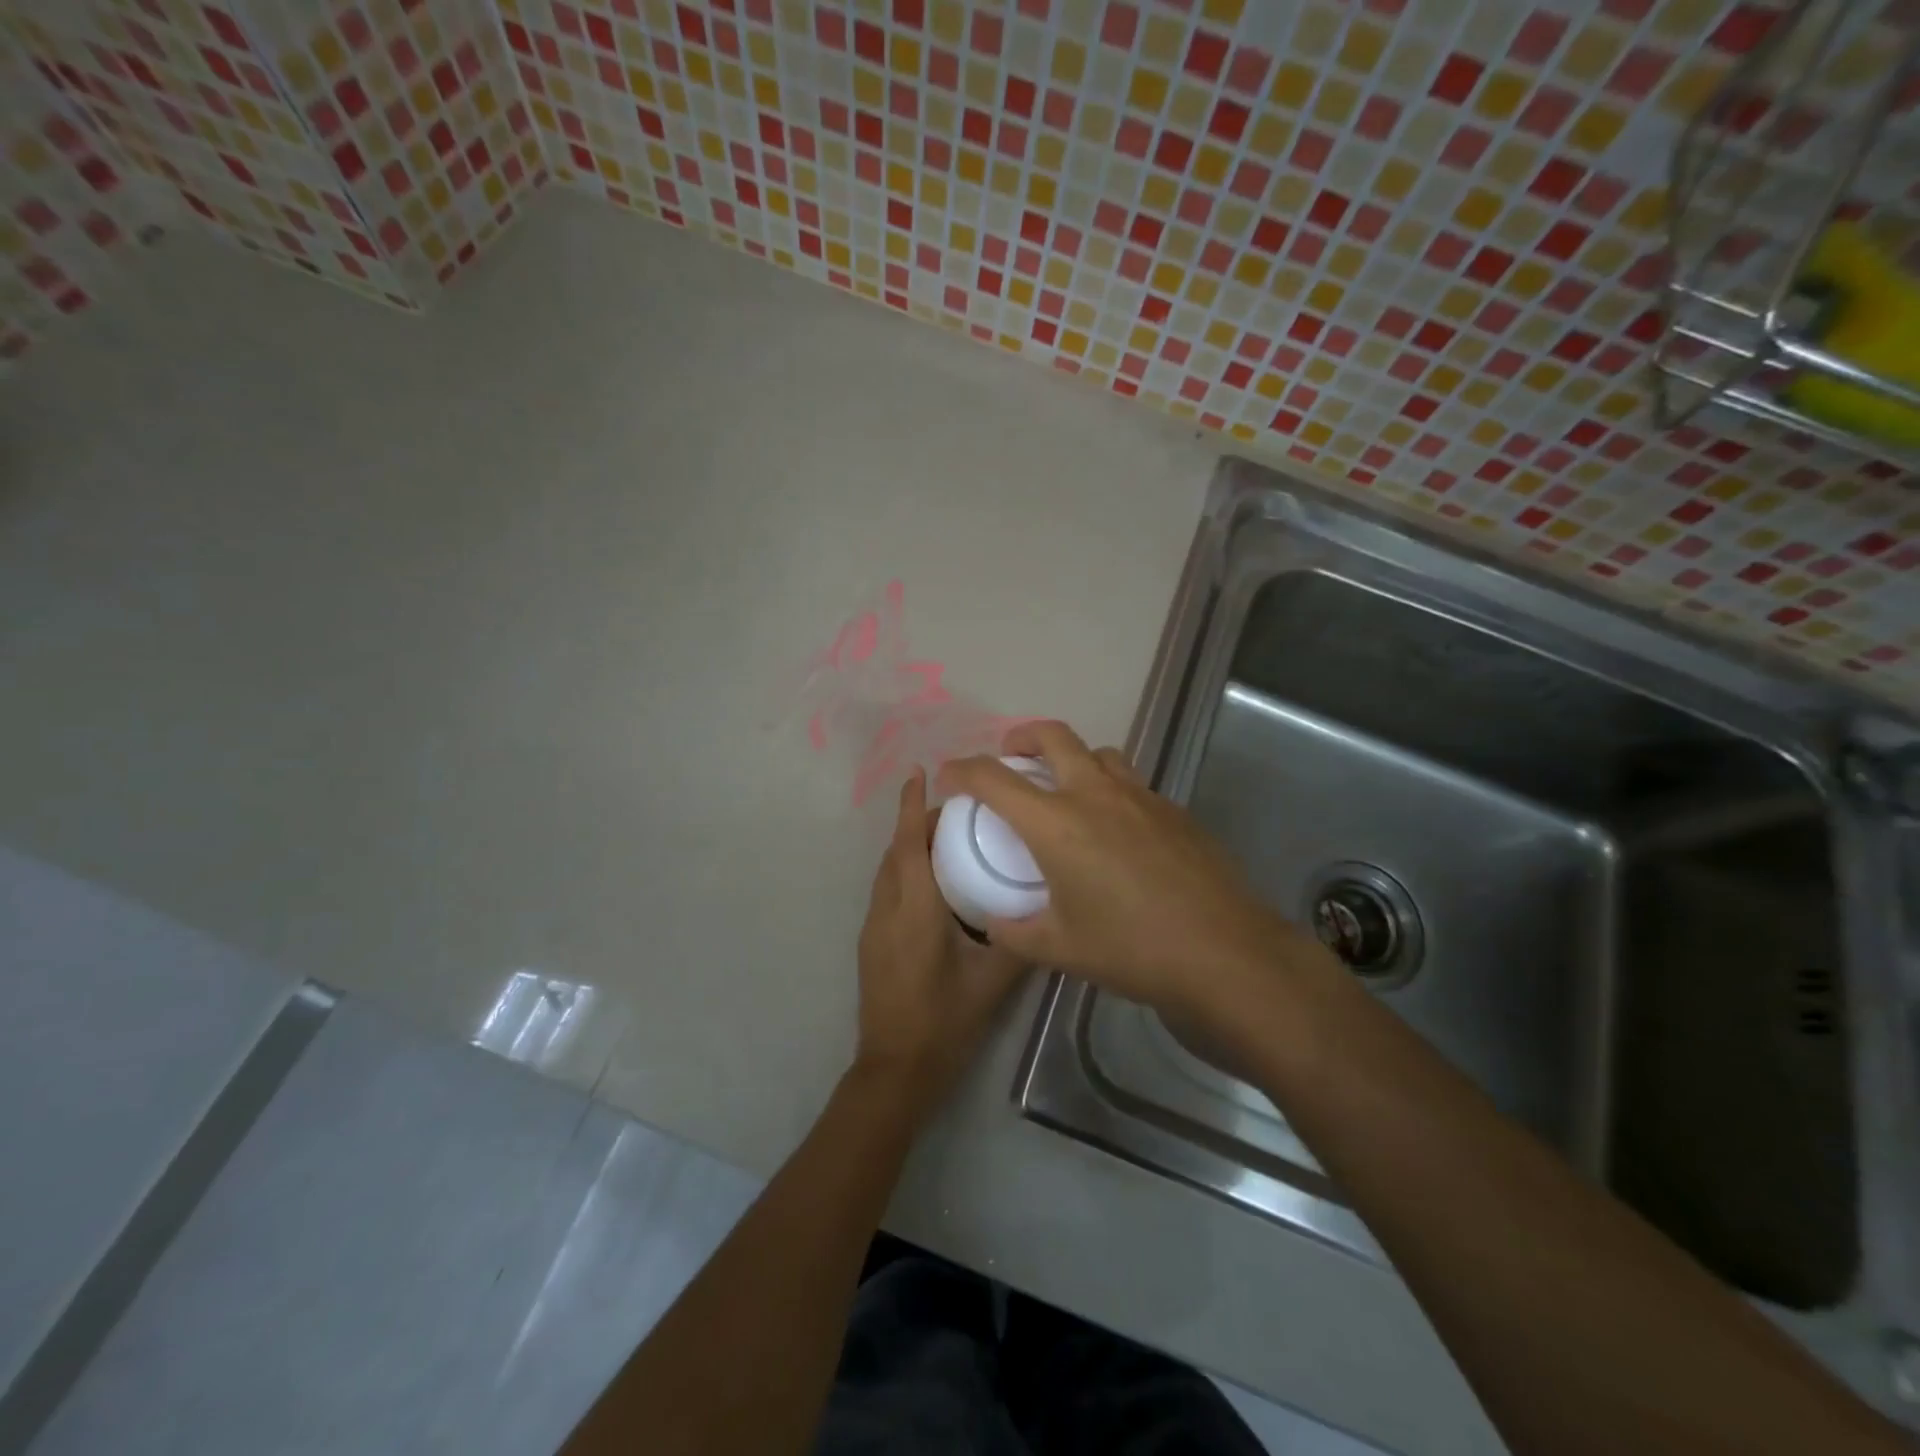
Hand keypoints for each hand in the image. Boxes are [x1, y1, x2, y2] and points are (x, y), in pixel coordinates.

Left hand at [853, 768, 1028, 1118]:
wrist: (895, 1070)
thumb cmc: (944, 1021)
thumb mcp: (994, 981)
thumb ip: (1020, 940)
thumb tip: (1048, 909)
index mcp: (914, 910)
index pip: (908, 844)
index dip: (911, 805)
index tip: (919, 772)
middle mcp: (887, 910)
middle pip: (896, 851)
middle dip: (916, 822)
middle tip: (955, 809)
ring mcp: (873, 927)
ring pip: (888, 871)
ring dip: (908, 846)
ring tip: (946, 839)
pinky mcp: (871, 944)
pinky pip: (887, 891)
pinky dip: (905, 871)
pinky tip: (934, 885)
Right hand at [937, 721, 1334, 1018]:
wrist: (1224, 953)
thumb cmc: (1132, 949)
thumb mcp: (1061, 948)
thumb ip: (1016, 932)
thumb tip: (995, 924)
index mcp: (1056, 823)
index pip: (994, 778)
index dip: (963, 769)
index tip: (950, 776)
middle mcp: (1095, 795)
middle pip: (1052, 736)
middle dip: (1021, 737)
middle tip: (1010, 757)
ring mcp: (1141, 797)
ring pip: (1098, 753)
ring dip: (1072, 758)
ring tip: (1064, 789)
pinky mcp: (1174, 811)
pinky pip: (1131, 783)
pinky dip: (1109, 789)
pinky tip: (1115, 831)